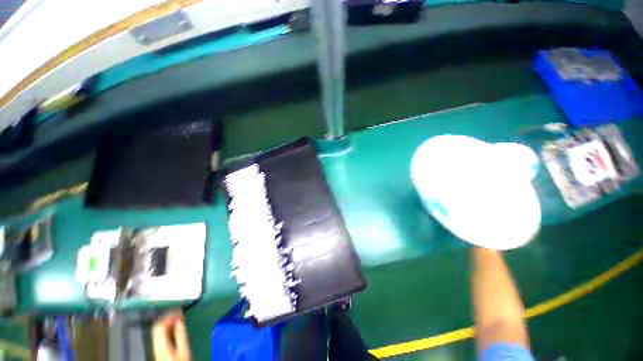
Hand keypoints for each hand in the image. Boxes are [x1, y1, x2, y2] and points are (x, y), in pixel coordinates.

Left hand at [153, 310, 191, 360]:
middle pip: (157, 326)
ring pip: (158, 330)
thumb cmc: (178, 360)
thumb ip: (180, 334)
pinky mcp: (157, 348)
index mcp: (160, 343)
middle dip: (168, 318)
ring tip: (177, 318)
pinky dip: (166, 329)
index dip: (169, 316)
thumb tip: (180, 320)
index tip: (177, 311)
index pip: (160, 325)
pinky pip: (159, 334)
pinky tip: (173, 327)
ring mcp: (155, 346)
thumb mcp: (182, 348)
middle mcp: (155, 343)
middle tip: (177, 313)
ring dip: (168, 323)